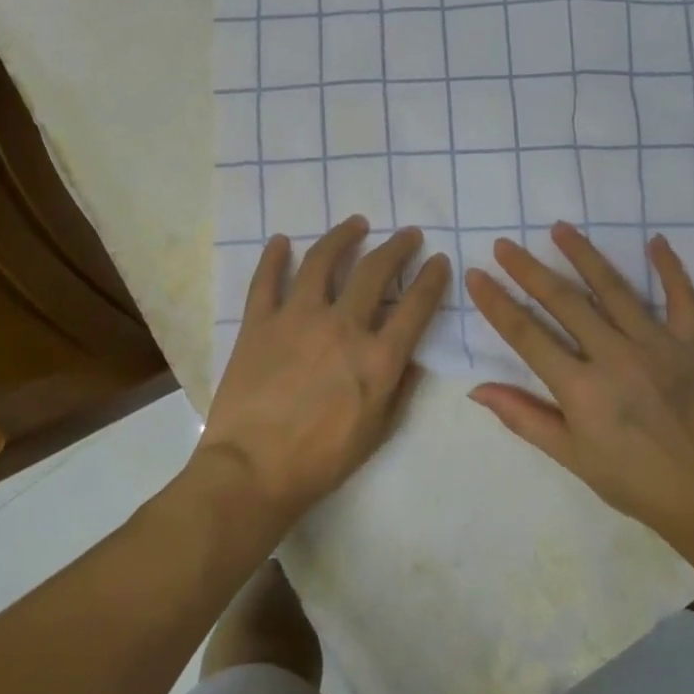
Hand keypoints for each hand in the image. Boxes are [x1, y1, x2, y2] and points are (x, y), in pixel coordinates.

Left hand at [198, 217, 450, 527]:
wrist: (254, 470)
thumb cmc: (322, 459)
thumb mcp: (378, 431)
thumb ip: (400, 388)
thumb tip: (414, 357)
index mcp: (377, 357)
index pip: (415, 306)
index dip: (432, 279)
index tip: (439, 260)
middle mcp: (342, 326)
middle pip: (375, 272)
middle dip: (397, 248)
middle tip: (408, 234)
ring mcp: (297, 318)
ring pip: (322, 261)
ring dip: (342, 237)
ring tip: (356, 223)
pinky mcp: (259, 323)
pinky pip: (266, 280)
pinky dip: (273, 257)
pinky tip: (281, 241)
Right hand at [464, 221, 693, 555]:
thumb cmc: (633, 481)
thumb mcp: (571, 456)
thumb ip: (524, 418)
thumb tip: (477, 389)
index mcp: (582, 389)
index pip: (527, 335)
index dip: (497, 303)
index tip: (476, 275)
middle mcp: (616, 358)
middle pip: (564, 302)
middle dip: (529, 270)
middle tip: (505, 245)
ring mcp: (658, 346)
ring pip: (614, 289)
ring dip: (584, 255)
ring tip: (560, 228)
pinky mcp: (692, 346)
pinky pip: (682, 299)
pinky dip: (670, 269)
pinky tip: (655, 242)